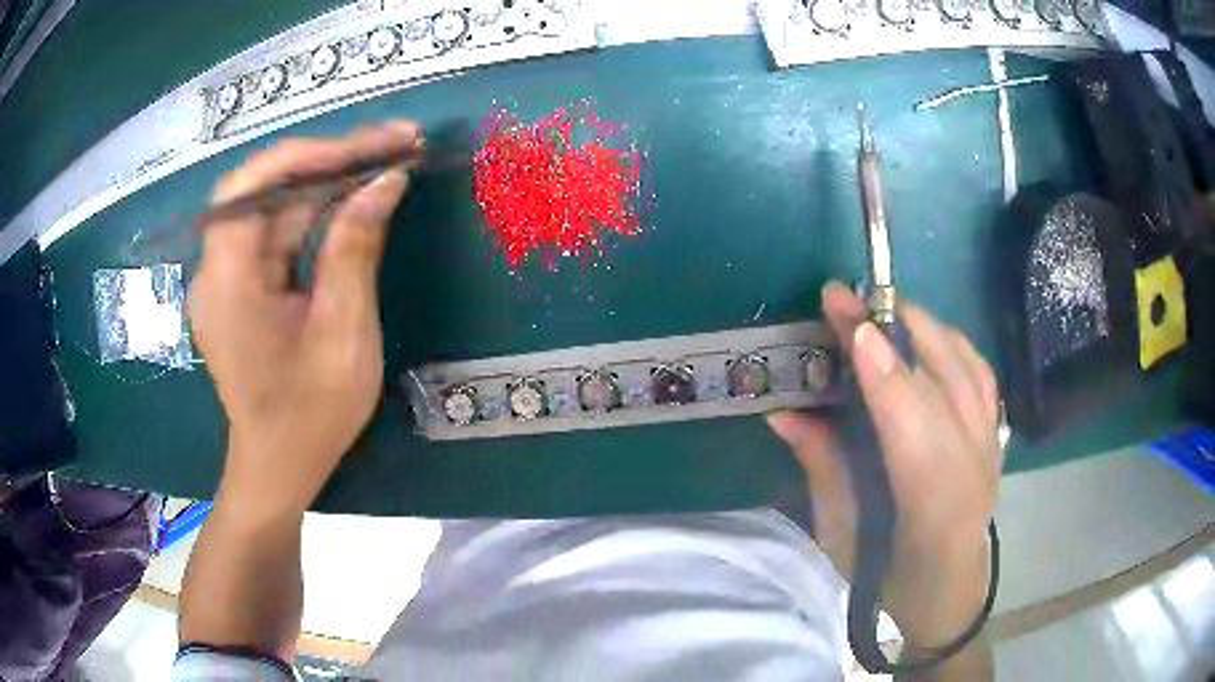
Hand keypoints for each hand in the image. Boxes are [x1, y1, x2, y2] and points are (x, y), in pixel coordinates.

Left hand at [188, 121, 419, 514]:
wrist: (280, 468)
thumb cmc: (309, 416)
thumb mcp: (342, 335)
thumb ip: (356, 250)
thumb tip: (386, 181)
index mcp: (227, 280)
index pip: (255, 183)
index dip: (314, 153)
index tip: (376, 145)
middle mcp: (217, 268)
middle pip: (266, 188)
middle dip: (330, 160)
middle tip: (394, 144)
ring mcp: (227, 276)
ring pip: (275, 206)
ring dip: (329, 182)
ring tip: (387, 163)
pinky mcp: (242, 287)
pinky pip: (279, 233)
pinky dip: (318, 213)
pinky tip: (356, 201)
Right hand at [767, 281, 1002, 649]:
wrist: (950, 596)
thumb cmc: (889, 580)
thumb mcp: (843, 536)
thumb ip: (822, 467)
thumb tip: (784, 411)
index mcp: (932, 504)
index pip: (911, 417)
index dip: (881, 365)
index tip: (848, 319)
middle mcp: (973, 465)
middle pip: (944, 376)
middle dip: (896, 326)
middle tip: (848, 298)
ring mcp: (991, 446)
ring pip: (967, 366)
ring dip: (926, 326)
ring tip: (883, 307)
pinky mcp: (996, 436)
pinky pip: (979, 373)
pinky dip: (951, 343)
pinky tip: (926, 335)